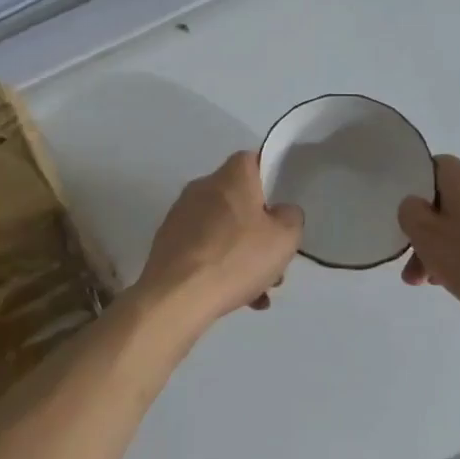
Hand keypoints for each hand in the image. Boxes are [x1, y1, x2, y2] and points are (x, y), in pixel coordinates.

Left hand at [135, 152, 303, 326]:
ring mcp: (181, 215)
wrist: (176, 297)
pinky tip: (234, 298)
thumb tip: (281, 212)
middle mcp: (202, 187)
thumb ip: (291, 217)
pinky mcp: (168, 242)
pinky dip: (220, 267)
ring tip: (257, 291)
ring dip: (242, 254)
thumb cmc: (236, 258)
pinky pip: (204, 249)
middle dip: (259, 230)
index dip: (269, 179)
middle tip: (273, 260)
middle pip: (239, 200)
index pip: (252, 160)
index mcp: (231, 177)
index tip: (280, 207)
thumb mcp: (285, 238)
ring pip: (223, 229)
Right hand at [397, 155, 459, 334]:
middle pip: (450, 201)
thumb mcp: (429, 238)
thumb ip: (411, 214)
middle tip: (414, 268)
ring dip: (447, 248)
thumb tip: (415, 204)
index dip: (415, 189)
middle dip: (428, 232)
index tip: (406, 218)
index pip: (434, 167)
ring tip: (436, 283)